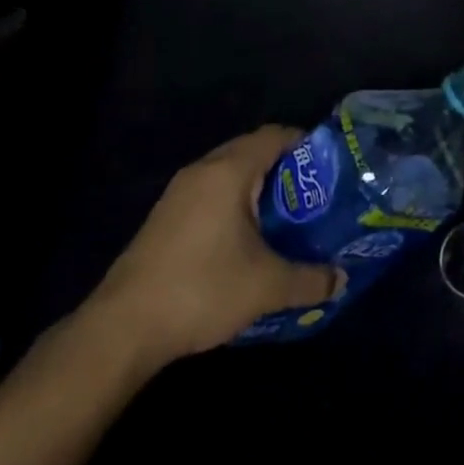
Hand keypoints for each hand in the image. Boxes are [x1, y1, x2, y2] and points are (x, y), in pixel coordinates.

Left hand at [86, 126, 344, 362]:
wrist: (123, 329)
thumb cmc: (202, 289)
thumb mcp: (267, 287)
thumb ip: (310, 280)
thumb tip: (341, 281)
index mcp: (229, 171)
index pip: (275, 135)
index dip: (306, 144)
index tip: (330, 167)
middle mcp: (202, 171)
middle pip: (251, 150)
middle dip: (285, 168)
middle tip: (314, 195)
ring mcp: (178, 194)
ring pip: (228, 173)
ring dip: (257, 187)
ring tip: (286, 217)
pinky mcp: (164, 218)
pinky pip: (210, 194)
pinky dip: (234, 203)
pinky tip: (247, 238)